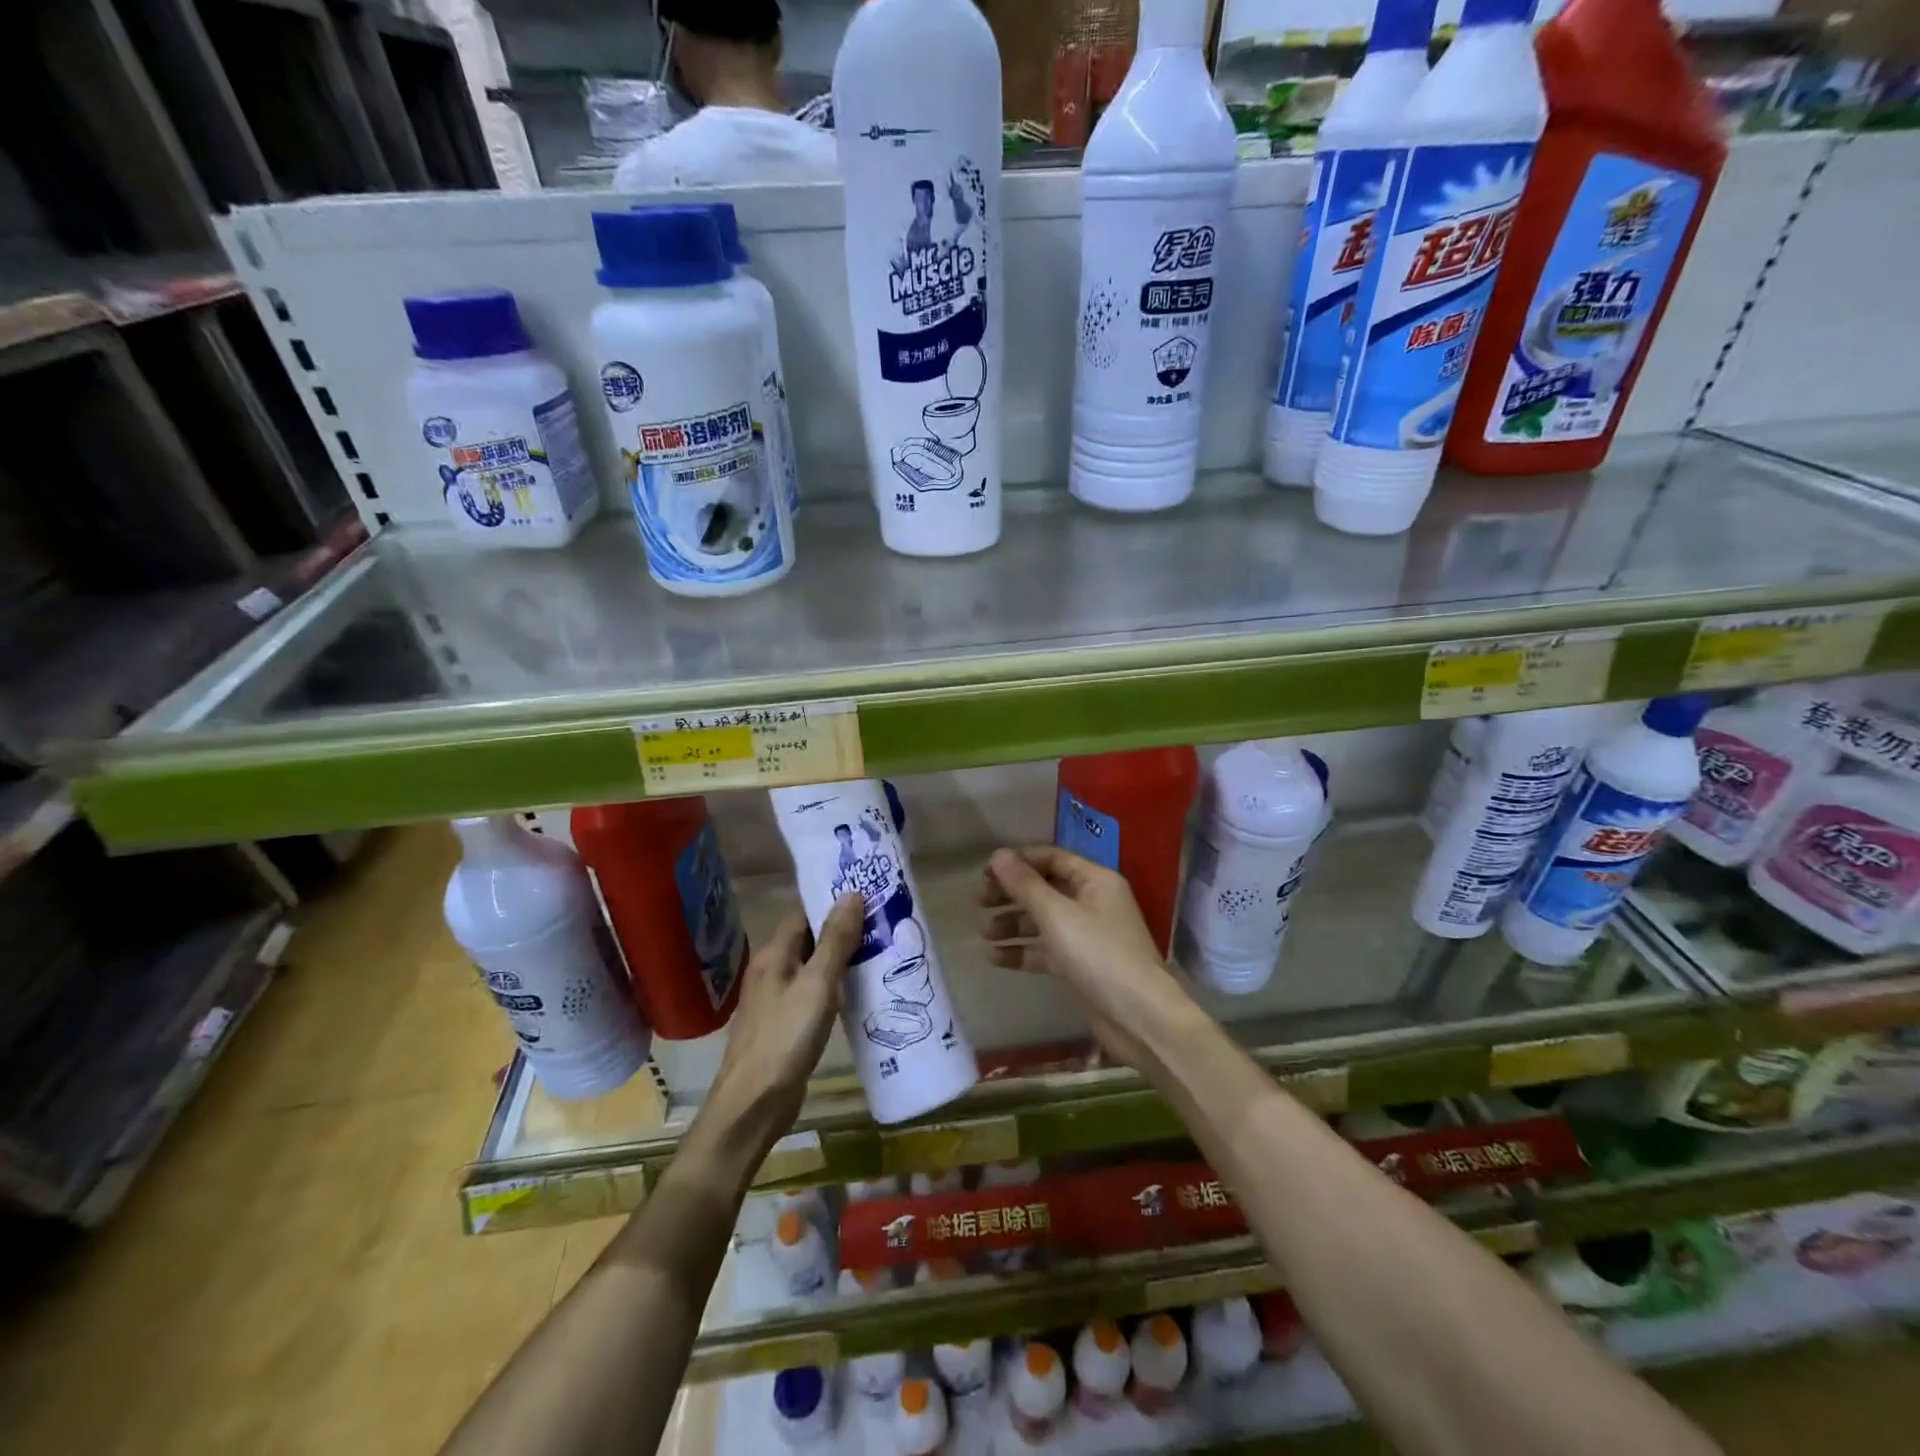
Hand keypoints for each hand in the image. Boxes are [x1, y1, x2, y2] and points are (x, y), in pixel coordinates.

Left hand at [704, 896, 864, 1155]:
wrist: (753, 1105)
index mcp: (774, 954)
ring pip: (814, 967)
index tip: (867, 894)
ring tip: (881, 950)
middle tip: (883, 921)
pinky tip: (861, 992)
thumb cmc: (785, 1038)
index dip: (832, 901)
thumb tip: (851, 893)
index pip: (804, 912)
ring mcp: (778, 1000)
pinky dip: (837, 986)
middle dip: (843, 928)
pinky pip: (815, 993)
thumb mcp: (817, 984)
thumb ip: (835, 940)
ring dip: (842, 959)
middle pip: (809, 938)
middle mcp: (772, 971)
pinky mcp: (787, 1025)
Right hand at [979, 847, 1193, 1070]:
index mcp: (1094, 880)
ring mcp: (1087, 935)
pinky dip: (1023, 951)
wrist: (1138, 1017)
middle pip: (1044, 888)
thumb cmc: (1098, 955)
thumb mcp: (1057, 915)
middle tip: (978, 901)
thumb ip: (1025, 885)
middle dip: (1011, 894)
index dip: (1018, 862)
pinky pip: (1046, 950)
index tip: (985, 872)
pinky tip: (996, 958)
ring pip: (1043, 921)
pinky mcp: (1080, 965)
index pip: (1051, 858)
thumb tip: (998, 854)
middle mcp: (1092, 902)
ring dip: (1013, 924)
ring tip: (984, 934)